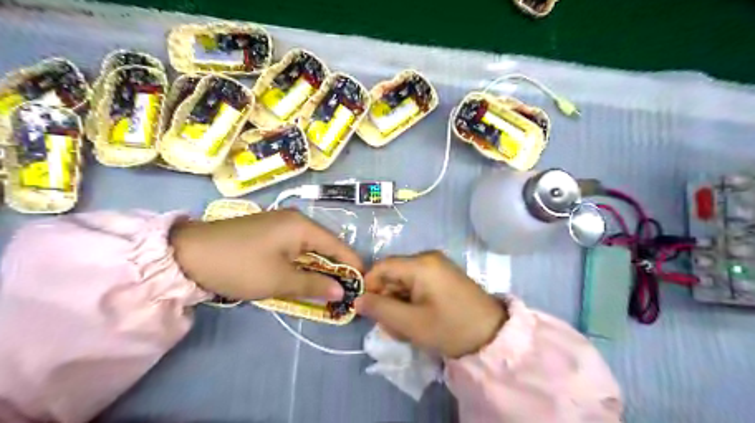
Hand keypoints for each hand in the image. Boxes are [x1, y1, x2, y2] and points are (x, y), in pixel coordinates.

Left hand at [170, 208, 361, 300]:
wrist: (188, 254)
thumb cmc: (240, 266)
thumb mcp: (279, 280)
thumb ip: (314, 284)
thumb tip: (341, 291)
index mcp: (302, 226)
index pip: (338, 246)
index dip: (352, 265)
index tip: (363, 285)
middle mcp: (296, 220)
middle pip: (325, 245)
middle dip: (335, 268)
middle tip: (344, 292)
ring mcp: (281, 224)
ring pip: (310, 247)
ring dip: (318, 267)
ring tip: (327, 288)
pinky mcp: (269, 231)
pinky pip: (295, 247)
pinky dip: (302, 263)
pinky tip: (303, 277)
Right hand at [355, 253, 505, 358]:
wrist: (493, 336)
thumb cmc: (450, 328)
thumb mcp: (411, 323)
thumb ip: (380, 309)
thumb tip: (357, 300)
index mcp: (421, 264)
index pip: (382, 266)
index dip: (369, 286)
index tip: (366, 309)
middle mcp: (428, 258)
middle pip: (393, 274)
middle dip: (386, 300)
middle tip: (390, 326)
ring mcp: (438, 266)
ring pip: (404, 282)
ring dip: (398, 304)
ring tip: (405, 328)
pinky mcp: (444, 276)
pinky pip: (417, 285)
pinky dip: (411, 302)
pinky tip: (417, 321)